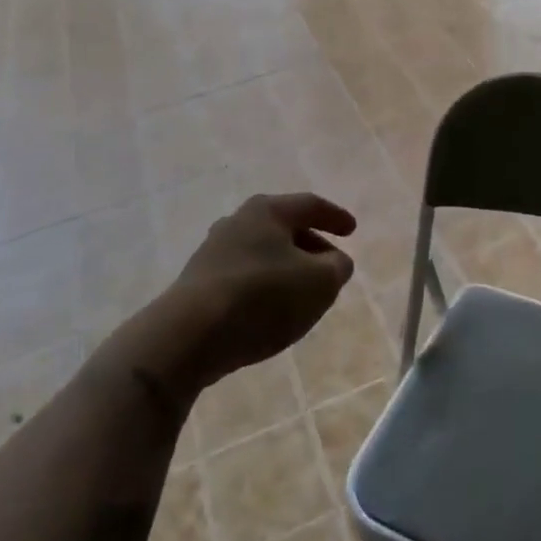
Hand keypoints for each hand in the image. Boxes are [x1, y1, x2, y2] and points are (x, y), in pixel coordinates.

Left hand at [165, 193, 357, 393]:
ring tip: (302, 292)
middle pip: (284, 227)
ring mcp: (213, 251)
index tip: (352, 230)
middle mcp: (237, 221)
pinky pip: (244, 276)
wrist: (188, 335)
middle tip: (330, 266)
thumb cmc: (262, 297)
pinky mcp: (198, 282)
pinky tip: (270, 310)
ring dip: (286, 267)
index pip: (309, 205)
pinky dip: (264, 285)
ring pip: (262, 252)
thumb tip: (334, 261)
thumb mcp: (319, 283)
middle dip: (311, 245)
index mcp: (267, 210)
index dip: (335, 217)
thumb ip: (336, 267)